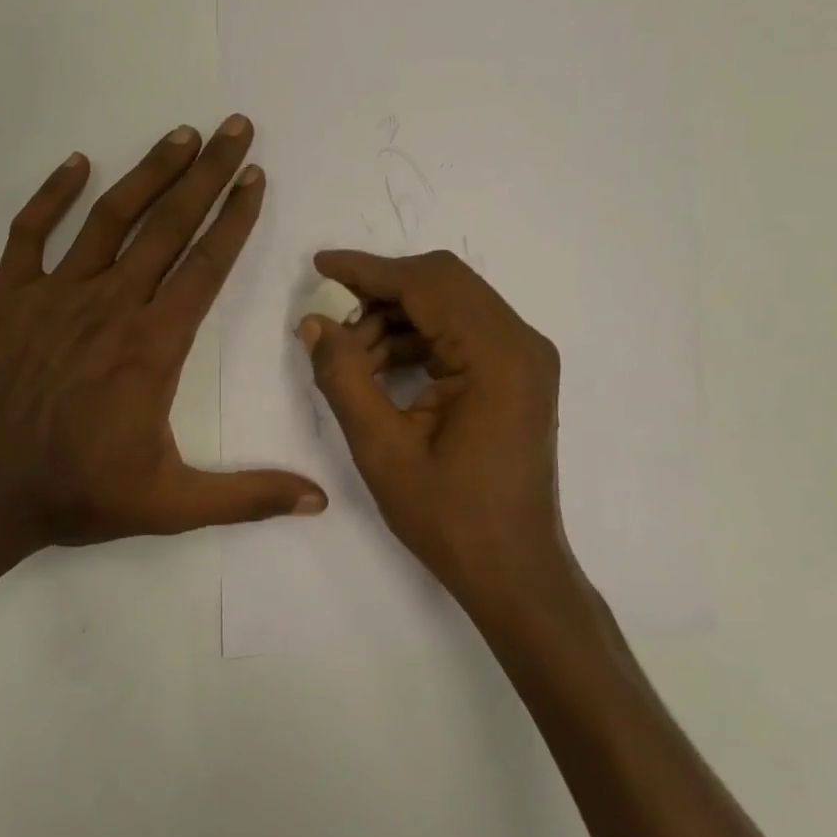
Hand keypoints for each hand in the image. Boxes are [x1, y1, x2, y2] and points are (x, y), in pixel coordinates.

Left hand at [0, 117, 325, 570]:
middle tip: (235, 127)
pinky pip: (30, 233)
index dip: (235, 217)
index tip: (256, 175)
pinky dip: (53, 195)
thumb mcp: (171, 505)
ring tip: (181, 135)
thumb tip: (319, 500)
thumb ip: (247, 496)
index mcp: (152, 345)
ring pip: (110, 218)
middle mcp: (111, 304)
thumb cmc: (77, 494)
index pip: (206, 266)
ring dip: (149, 172)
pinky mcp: (7, 297)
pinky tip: (77, 163)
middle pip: (169, 226)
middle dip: (208, 173)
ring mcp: (55, 294)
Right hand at [301, 250, 575, 614]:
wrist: (512, 570)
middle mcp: (520, 343)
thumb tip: (313, 323)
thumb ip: (343, 377)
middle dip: (380, 292)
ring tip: (349, 356)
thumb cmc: (449, 517)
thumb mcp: (381, 448)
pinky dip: (416, 339)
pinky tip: (378, 367)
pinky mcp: (515, 376)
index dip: (368, 270)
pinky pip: (459, 334)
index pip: (426, 284)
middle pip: (443, 284)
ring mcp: (523, 359)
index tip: (320, 265)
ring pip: (449, 306)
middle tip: (331, 317)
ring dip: (395, 319)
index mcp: (497, 355)